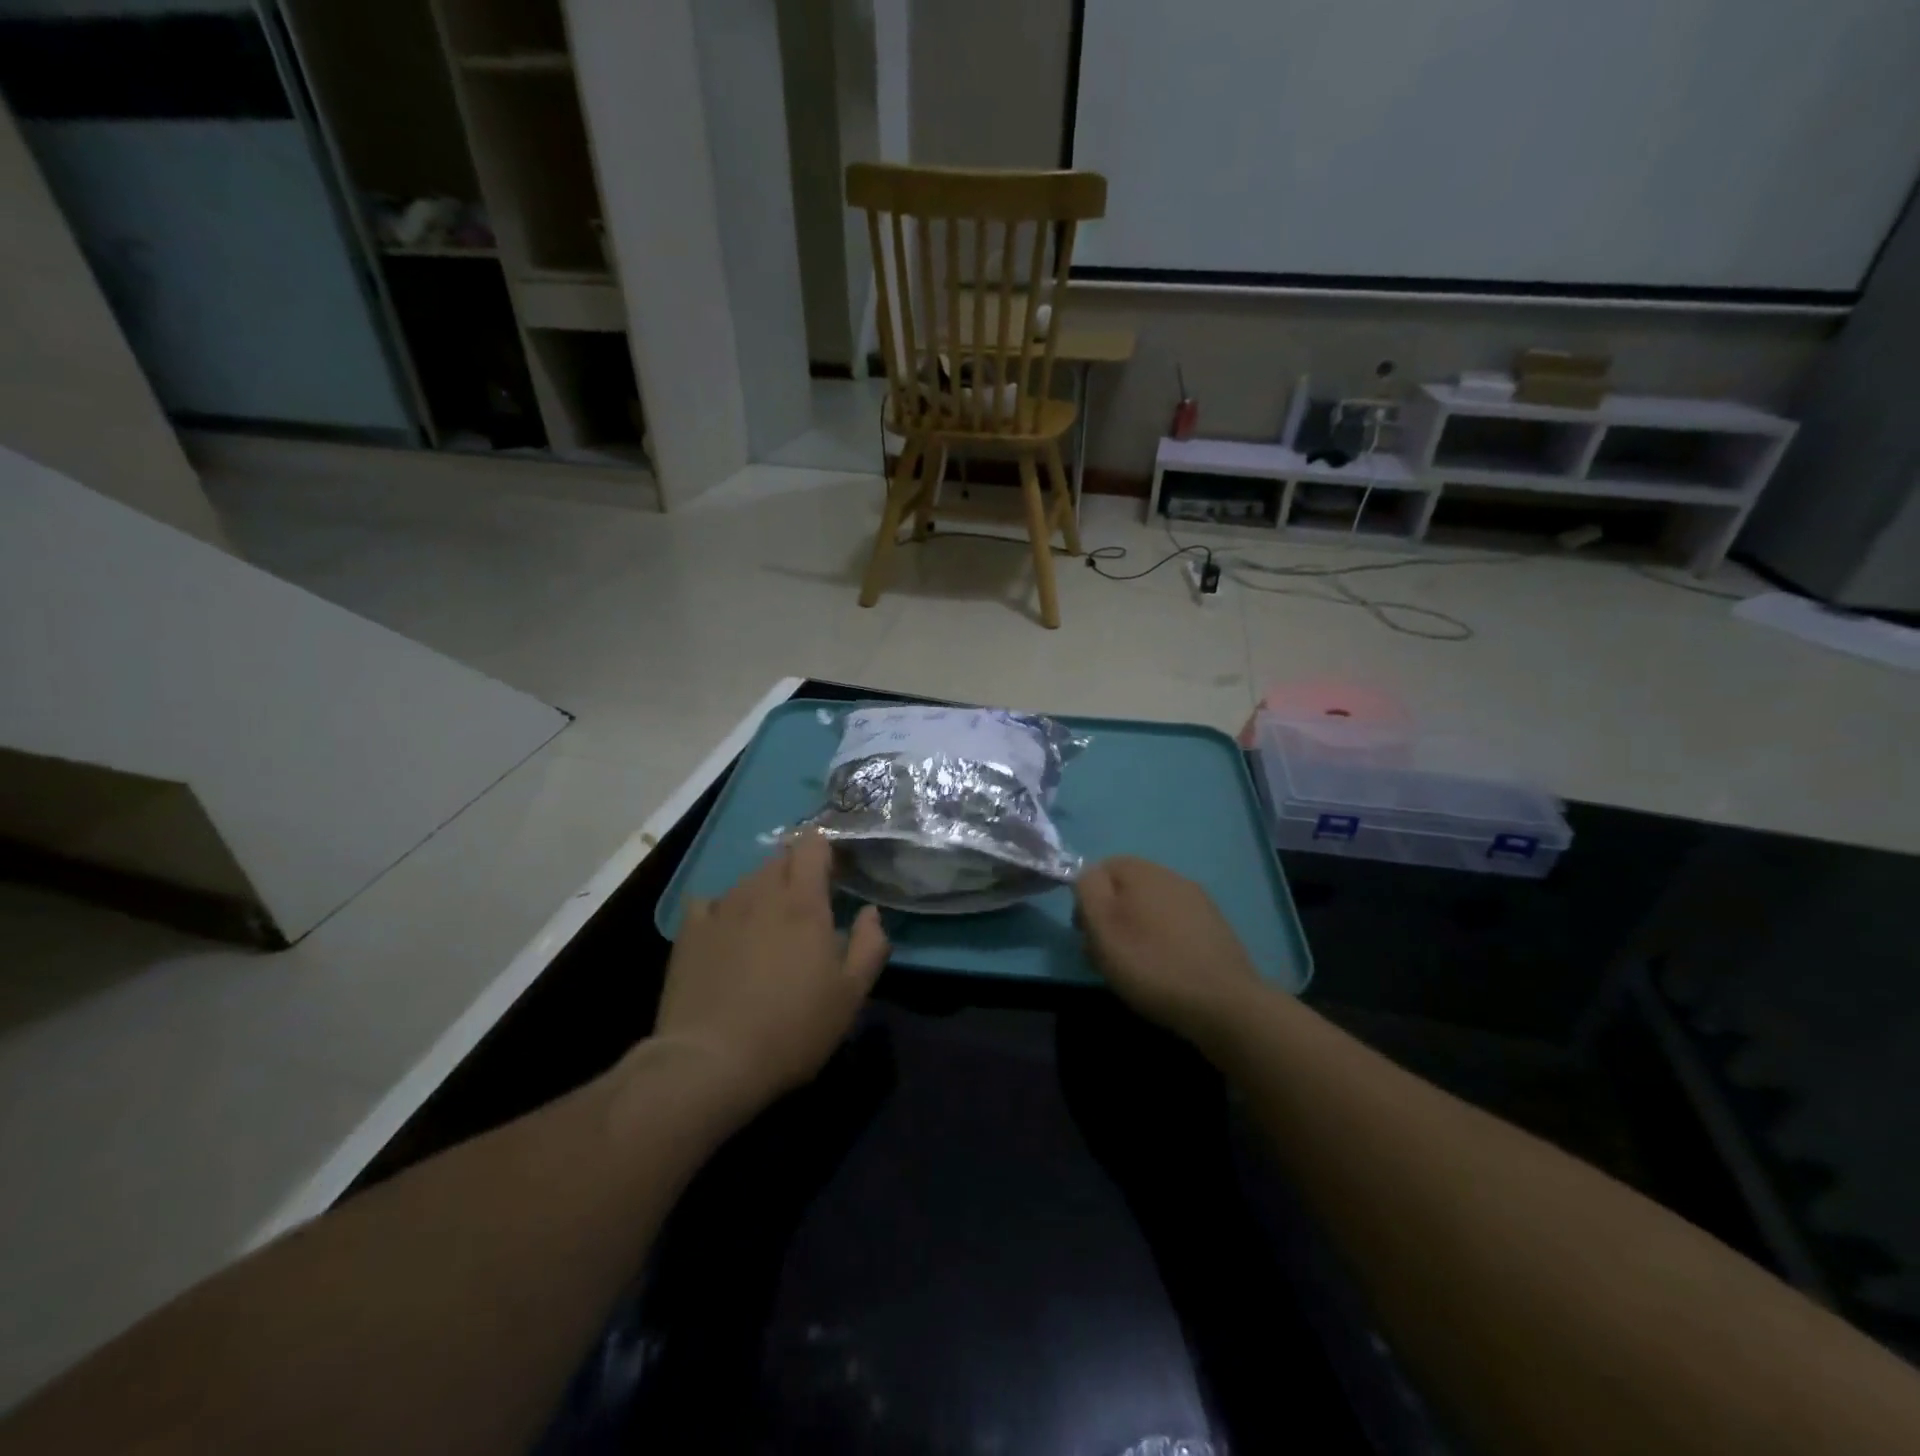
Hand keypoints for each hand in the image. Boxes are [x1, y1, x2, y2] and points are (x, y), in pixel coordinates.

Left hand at [651, 833, 888, 1110]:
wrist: (711, 1062)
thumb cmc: (792, 1029)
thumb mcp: (850, 995)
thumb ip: (869, 945)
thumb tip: (871, 912)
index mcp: (804, 903)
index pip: (813, 846)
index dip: (825, 852)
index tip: (834, 876)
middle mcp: (761, 893)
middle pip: (780, 858)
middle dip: (796, 871)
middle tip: (806, 906)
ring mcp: (721, 909)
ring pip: (747, 880)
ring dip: (763, 890)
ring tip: (767, 925)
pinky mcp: (688, 932)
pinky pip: (709, 902)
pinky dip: (722, 909)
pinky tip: (725, 933)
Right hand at [1074, 856, 1261, 1045]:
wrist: (1222, 1003)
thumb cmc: (1151, 963)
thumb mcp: (1102, 924)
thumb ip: (1088, 889)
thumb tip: (1088, 874)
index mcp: (1142, 870)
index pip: (1101, 868)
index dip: (1086, 899)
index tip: (1084, 933)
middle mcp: (1171, 876)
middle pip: (1126, 888)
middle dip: (1111, 916)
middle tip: (1105, 955)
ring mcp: (1198, 902)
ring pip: (1151, 908)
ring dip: (1136, 930)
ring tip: (1133, 968)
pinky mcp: (1215, 928)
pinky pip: (1175, 926)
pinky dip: (1162, 942)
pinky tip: (1164, 970)